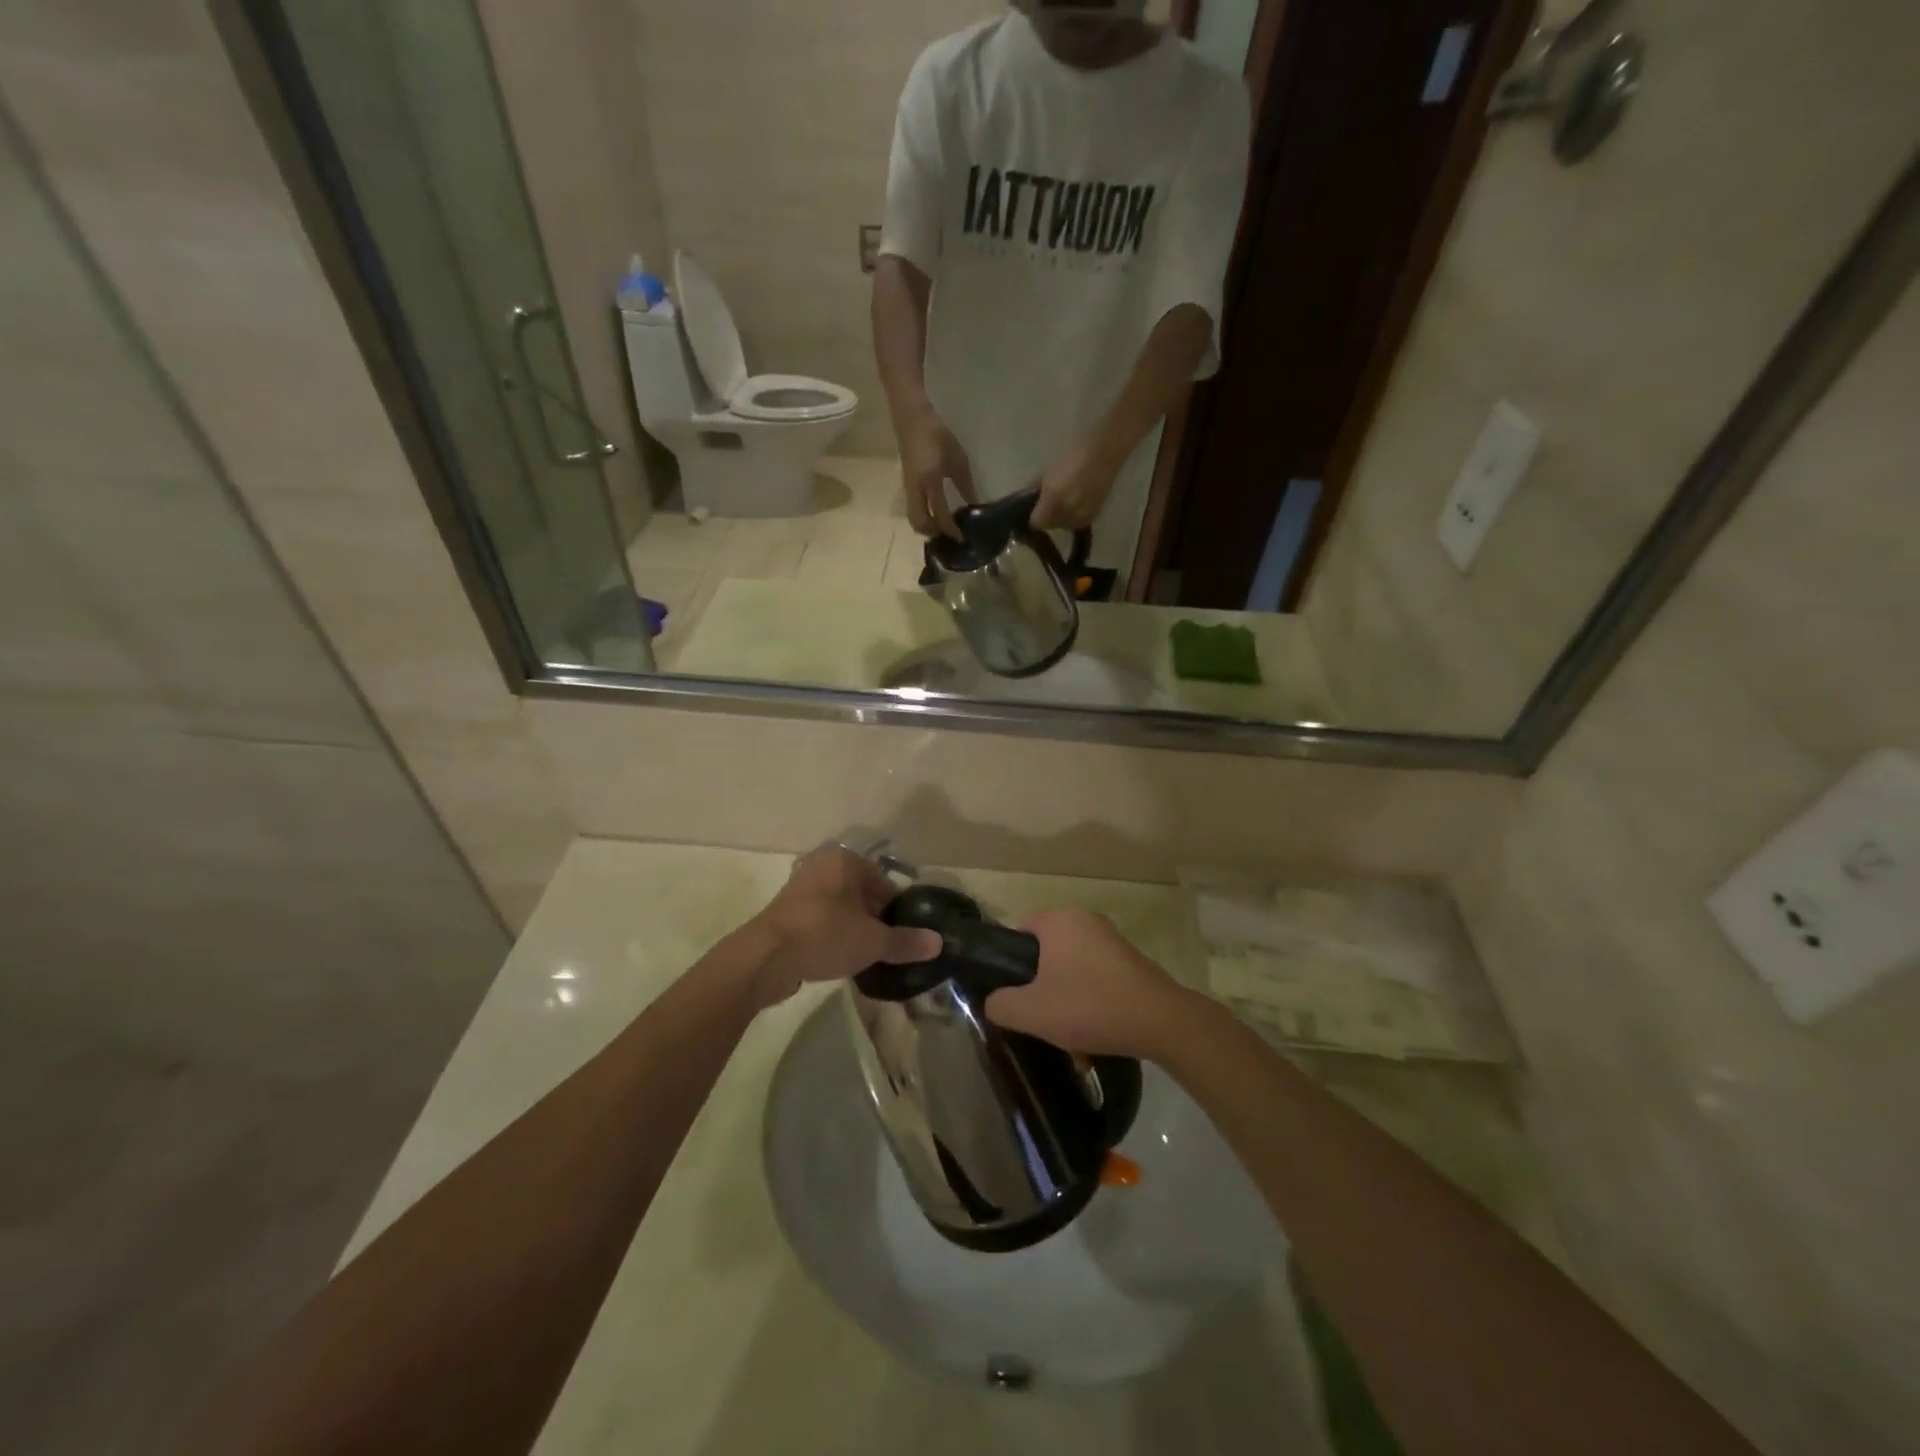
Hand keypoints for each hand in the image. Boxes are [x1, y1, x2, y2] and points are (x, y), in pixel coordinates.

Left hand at [740, 847, 941, 1009]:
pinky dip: (830, 936)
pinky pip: (819, 921)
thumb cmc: (825, 934)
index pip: (882, 881)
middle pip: (860, 894)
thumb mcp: (873, 941)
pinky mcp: (785, 913)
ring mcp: (800, 889)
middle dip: (874, 919)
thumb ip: (906, 941)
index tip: (901, 934)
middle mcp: (821, 866)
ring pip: (839, 908)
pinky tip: (837, 959)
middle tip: (885, 947)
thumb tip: (938, 943)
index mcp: (845, 860)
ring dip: (852, 928)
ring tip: (864, 956)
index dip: (895, 909)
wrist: (765, 957)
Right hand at [897, 410, 975, 537]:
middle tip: (951, 537)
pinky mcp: (906, 486)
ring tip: (944, 529)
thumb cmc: (937, 435)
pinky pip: (913, 509)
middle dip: (935, 534)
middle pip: (920, 523)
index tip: (963, 539)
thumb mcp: (958, 459)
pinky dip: (923, 517)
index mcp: (931, 480)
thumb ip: (966, 486)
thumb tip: (974, 507)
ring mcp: (908, 488)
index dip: (952, 530)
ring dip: (927, 527)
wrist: (911, 418)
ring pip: (914, 518)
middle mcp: (916, 489)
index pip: (941, 514)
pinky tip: (936, 514)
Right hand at [983, 907, 1206, 1060]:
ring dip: (1066, 1000)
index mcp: (1059, 919)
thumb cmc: (1088, 1006)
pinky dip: (1091, 1002)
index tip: (1014, 996)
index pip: (1019, 933)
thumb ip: (999, 1004)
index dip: (1010, 965)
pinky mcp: (1132, 961)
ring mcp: (1112, 940)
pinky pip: (1097, 978)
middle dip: (1041, 988)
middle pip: (1047, 954)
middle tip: (1040, 1018)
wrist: (1160, 1022)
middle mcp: (1086, 920)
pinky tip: (1094, 1034)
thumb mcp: (1030, 1012)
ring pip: (1072, 970)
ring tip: (1069, 1036)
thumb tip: (993, 1001)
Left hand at [1030, 434, 1125, 530]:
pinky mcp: (1095, 514)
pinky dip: (1074, 514)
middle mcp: (1067, 514)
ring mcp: (1083, 516)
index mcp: (1053, 501)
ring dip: (1060, 516)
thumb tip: (1029, 497)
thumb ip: (1036, 487)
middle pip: (1050, 525)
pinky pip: (1078, 521)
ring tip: (1064, 499)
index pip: (1036, 522)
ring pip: (1064, 524)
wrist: (1106, 448)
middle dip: (1046, 515)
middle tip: (1047, 500)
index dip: (1032, 515)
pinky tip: (1077, 499)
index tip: (1032, 507)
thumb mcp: (1048, 468)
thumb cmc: (1074, 451)